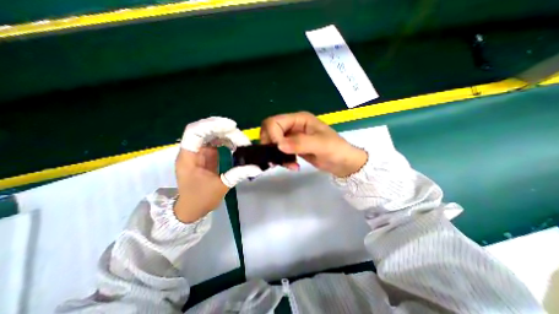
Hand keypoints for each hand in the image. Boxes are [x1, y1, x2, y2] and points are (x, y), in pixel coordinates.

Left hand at [175, 118, 261, 222]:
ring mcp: (199, 152)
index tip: (232, 126)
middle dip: (225, 131)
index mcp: (188, 157)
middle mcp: (192, 151)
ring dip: (228, 135)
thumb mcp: (221, 187)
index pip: (195, 132)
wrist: (192, 209)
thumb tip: (257, 168)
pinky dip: (227, 141)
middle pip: (206, 131)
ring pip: (212, 135)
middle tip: (242, 139)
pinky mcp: (206, 155)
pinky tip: (237, 145)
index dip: (212, 125)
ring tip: (242, 142)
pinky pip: (216, 142)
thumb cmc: (201, 199)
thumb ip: (238, 174)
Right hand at [262, 111, 369, 177]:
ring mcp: (292, 137)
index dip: (272, 135)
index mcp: (299, 119)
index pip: (274, 122)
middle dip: (271, 145)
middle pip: (269, 131)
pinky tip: (292, 166)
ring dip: (276, 155)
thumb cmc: (336, 149)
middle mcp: (293, 126)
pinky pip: (279, 152)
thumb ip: (300, 143)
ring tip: (289, 165)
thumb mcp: (321, 145)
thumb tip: (279, 145)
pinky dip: (282, 160)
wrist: (343, 163)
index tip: (279, 149)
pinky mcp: (292, 148)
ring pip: (273, 143)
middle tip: (277, 158)